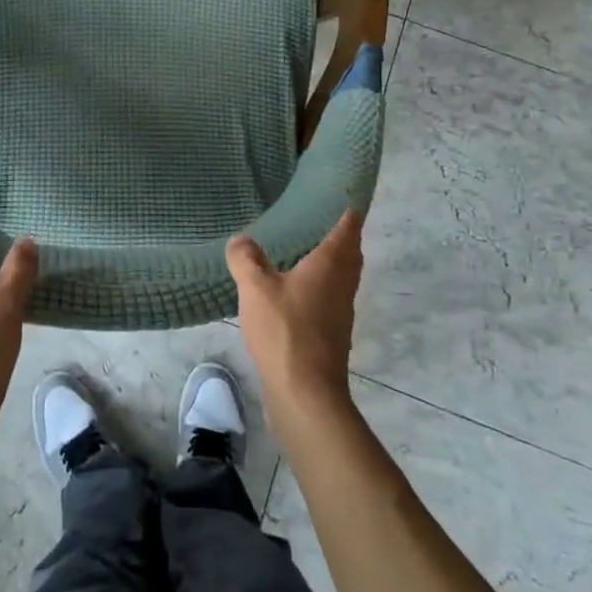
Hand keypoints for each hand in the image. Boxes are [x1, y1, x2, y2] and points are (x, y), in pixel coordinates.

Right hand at [227, 210, 363, 417]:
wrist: (306, 393)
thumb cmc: (285, 331)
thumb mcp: (256, 288)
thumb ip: (246, 259)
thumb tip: (241, 240)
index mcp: (330, 264)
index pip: (347, 229)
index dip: (348, 212)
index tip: (346, 197)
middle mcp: (342, 285)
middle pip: (350, 254)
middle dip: (342, 238)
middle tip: (323, 222)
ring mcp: (341, 313)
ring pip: (342, 278)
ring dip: (332, 264)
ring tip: (307, 253)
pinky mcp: (332, 336)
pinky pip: (330, 299)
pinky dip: (320, 287)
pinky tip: (296, 293)